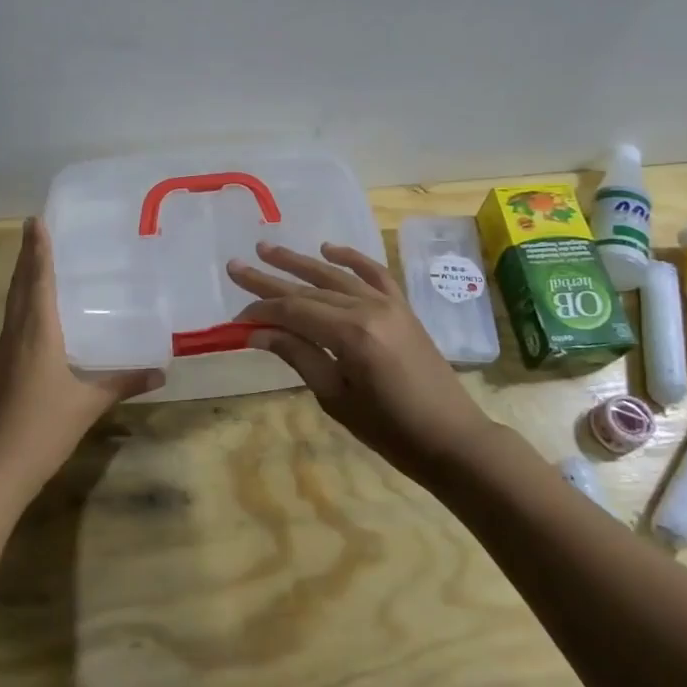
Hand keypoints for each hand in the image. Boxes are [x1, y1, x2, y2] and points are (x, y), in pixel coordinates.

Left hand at [0, 217, 163, 497]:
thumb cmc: (41, 428)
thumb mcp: (88, 405)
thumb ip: (123, 383)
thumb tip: (160, 371)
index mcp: (37, 333)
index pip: (38, 280)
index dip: (38, 249)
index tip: (36, 219)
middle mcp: (17, 334)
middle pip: (20, 285)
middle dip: (27, 255)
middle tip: (36, 228)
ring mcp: (6, 352)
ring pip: (14, 303)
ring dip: (23, 277)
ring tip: (36, 257)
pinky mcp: (2, 369)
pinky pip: (14, 322)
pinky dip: (23, 303)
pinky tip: (37, 312)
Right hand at [228, 241, 489, 478]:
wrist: (452, 437)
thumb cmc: (390, 430)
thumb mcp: (336, 398)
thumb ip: (298, 356)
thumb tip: (257, 333)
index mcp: (351, 334)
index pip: (293, 310)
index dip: (261, 310)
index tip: (235, 316)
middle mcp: (368, 308)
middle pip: (309, 288)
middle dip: (269, 278)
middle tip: (235, 266)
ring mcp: (389, 304)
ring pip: (335, 275)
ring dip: (300, 261)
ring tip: (267, 248)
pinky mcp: (402, 307)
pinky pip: (374, 273)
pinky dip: (351, 258)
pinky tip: (329, 249)